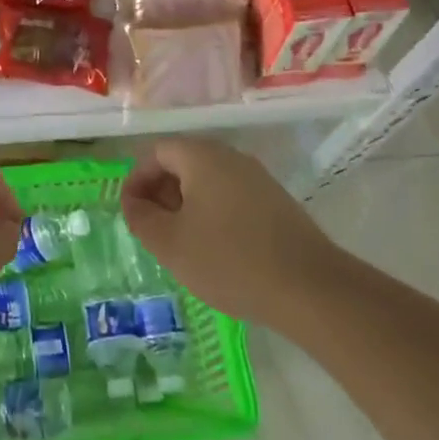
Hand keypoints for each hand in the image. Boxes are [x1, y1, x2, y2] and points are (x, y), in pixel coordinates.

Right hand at [121, 138, 336, 327]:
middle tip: (151, 228)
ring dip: (186, 205)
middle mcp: (231, 157)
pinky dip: (212, 213)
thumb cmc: (229, 260)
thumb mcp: (170, 243)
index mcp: (203, 157)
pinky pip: (231, 196)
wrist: (309, 287)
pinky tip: (213, 248)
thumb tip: (132, 202)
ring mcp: (258, 179)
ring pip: (208, 181)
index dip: (137, 179)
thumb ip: (141, 218)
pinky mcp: (276, 202)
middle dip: (160, 192)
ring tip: (179, 242)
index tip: (129, 212)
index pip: (158, 152)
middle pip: (184, 162)